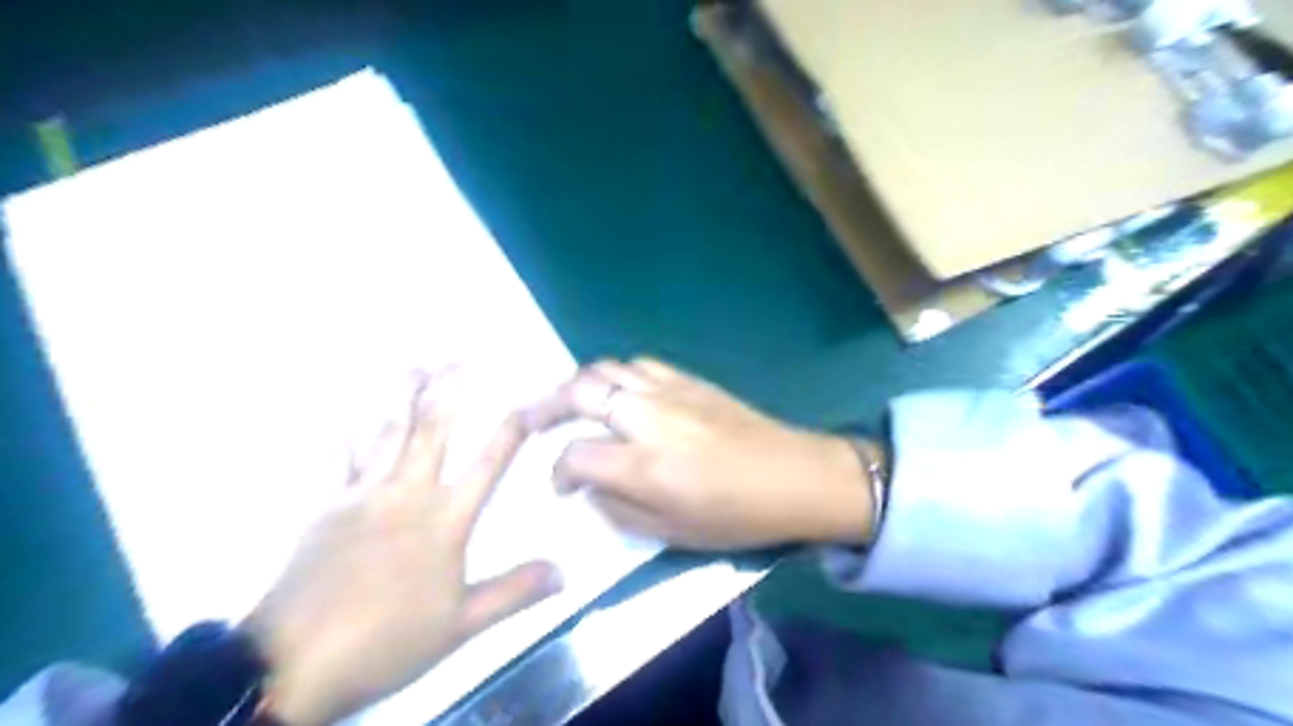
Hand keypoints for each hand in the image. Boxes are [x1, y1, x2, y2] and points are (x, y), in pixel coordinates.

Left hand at [244, 372, 557, 721]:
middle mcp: (407, 495)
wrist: (292, 664)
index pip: (487, 464)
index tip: (524, 401)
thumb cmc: (387, 641)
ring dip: (401, 398)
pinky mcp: (325, 507)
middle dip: (448, 393)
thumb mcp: (461, 625)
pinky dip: (346, 432)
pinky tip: (347, 411)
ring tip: (412, 368)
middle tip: (458, 359)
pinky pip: (339, 458)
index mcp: (445, 520)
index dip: (509, 431)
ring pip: (386, 433)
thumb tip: (564, 571)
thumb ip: (514, 592)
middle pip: (432, 433)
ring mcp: (362, 496)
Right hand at [523, 358, 879, 550]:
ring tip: (573, 404)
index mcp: (644, 465)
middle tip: (533, 420)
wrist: (794, 475)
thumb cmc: (736, 515)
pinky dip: (617, 376)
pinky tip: (620, 393)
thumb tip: (591, 486)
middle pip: (579, 391)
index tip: (564, 484)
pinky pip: (639, 365)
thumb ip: (620, 509)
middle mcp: (648, 417)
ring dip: (580, 385)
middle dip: (546, 405)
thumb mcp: (673, 534)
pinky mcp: (689, 379)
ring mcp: (669, 391)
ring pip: (606, 369)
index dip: (560, 472)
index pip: (575, 454)